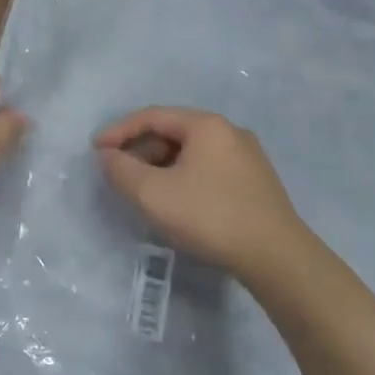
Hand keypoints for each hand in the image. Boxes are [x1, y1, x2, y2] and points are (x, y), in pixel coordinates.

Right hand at [94, 107, 306, 280]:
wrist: (278, 258)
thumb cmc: (210, 216)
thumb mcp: (154, 195)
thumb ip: (122, 171)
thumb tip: (107, 156)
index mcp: (206, 125)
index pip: (152, 116)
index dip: (120, 131)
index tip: (96, 150)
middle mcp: (229, 131)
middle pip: (173, 132)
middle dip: (141, 150)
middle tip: (119, 173)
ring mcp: (248, 156)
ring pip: (192, 152)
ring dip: (162, 165)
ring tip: (144, 190)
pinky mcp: (257, 182)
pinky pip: (209, 168)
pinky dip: (185, 177)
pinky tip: (178, 201)